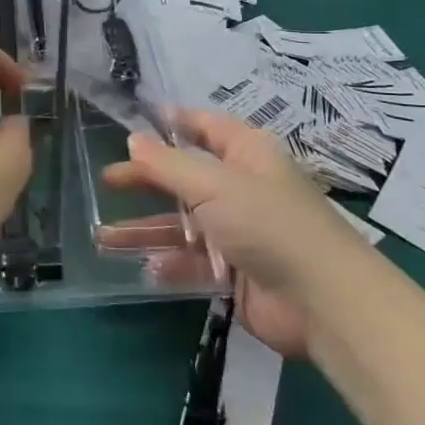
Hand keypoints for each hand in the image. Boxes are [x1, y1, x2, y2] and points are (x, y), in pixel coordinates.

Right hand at [100, 110, 353, 356]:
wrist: (321, 301)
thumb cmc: (267, 222)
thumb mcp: (213, 185)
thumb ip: (167, 164)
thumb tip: (132, 140)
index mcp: (246, 154)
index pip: (206, 127)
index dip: (173, 122)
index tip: (134, 123)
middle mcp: (241, 188)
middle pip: (185, 177)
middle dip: (147, 179)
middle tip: (107, 180)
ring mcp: (238, 232)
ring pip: (183, 224)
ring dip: (147, 229)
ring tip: (104, 236)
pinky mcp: (235, 272)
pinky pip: (193, 262)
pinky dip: (170, 264)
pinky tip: (146, 267)